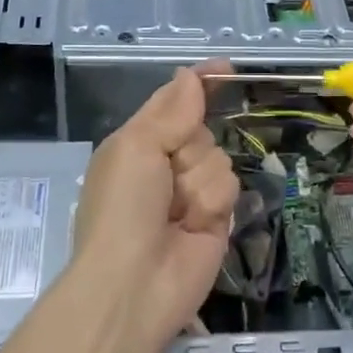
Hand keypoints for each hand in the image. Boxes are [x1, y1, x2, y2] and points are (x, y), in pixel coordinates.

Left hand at [71, 64, 239, 352]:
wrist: (133, 285)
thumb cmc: (123, 207)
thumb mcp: (136, 147)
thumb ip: (171, 110)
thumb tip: (190, 75)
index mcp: (138, 142)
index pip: (174, 101)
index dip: (199, 84)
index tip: (226, 68)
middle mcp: (165, 163)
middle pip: (202, 128)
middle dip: (189, 146)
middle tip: (167, 175)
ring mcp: (191, 191)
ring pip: (219, 157)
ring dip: (198, 181)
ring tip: (177, 212)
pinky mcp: (216, 217)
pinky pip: (229, 187)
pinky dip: (212, 203)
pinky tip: (194, 225)